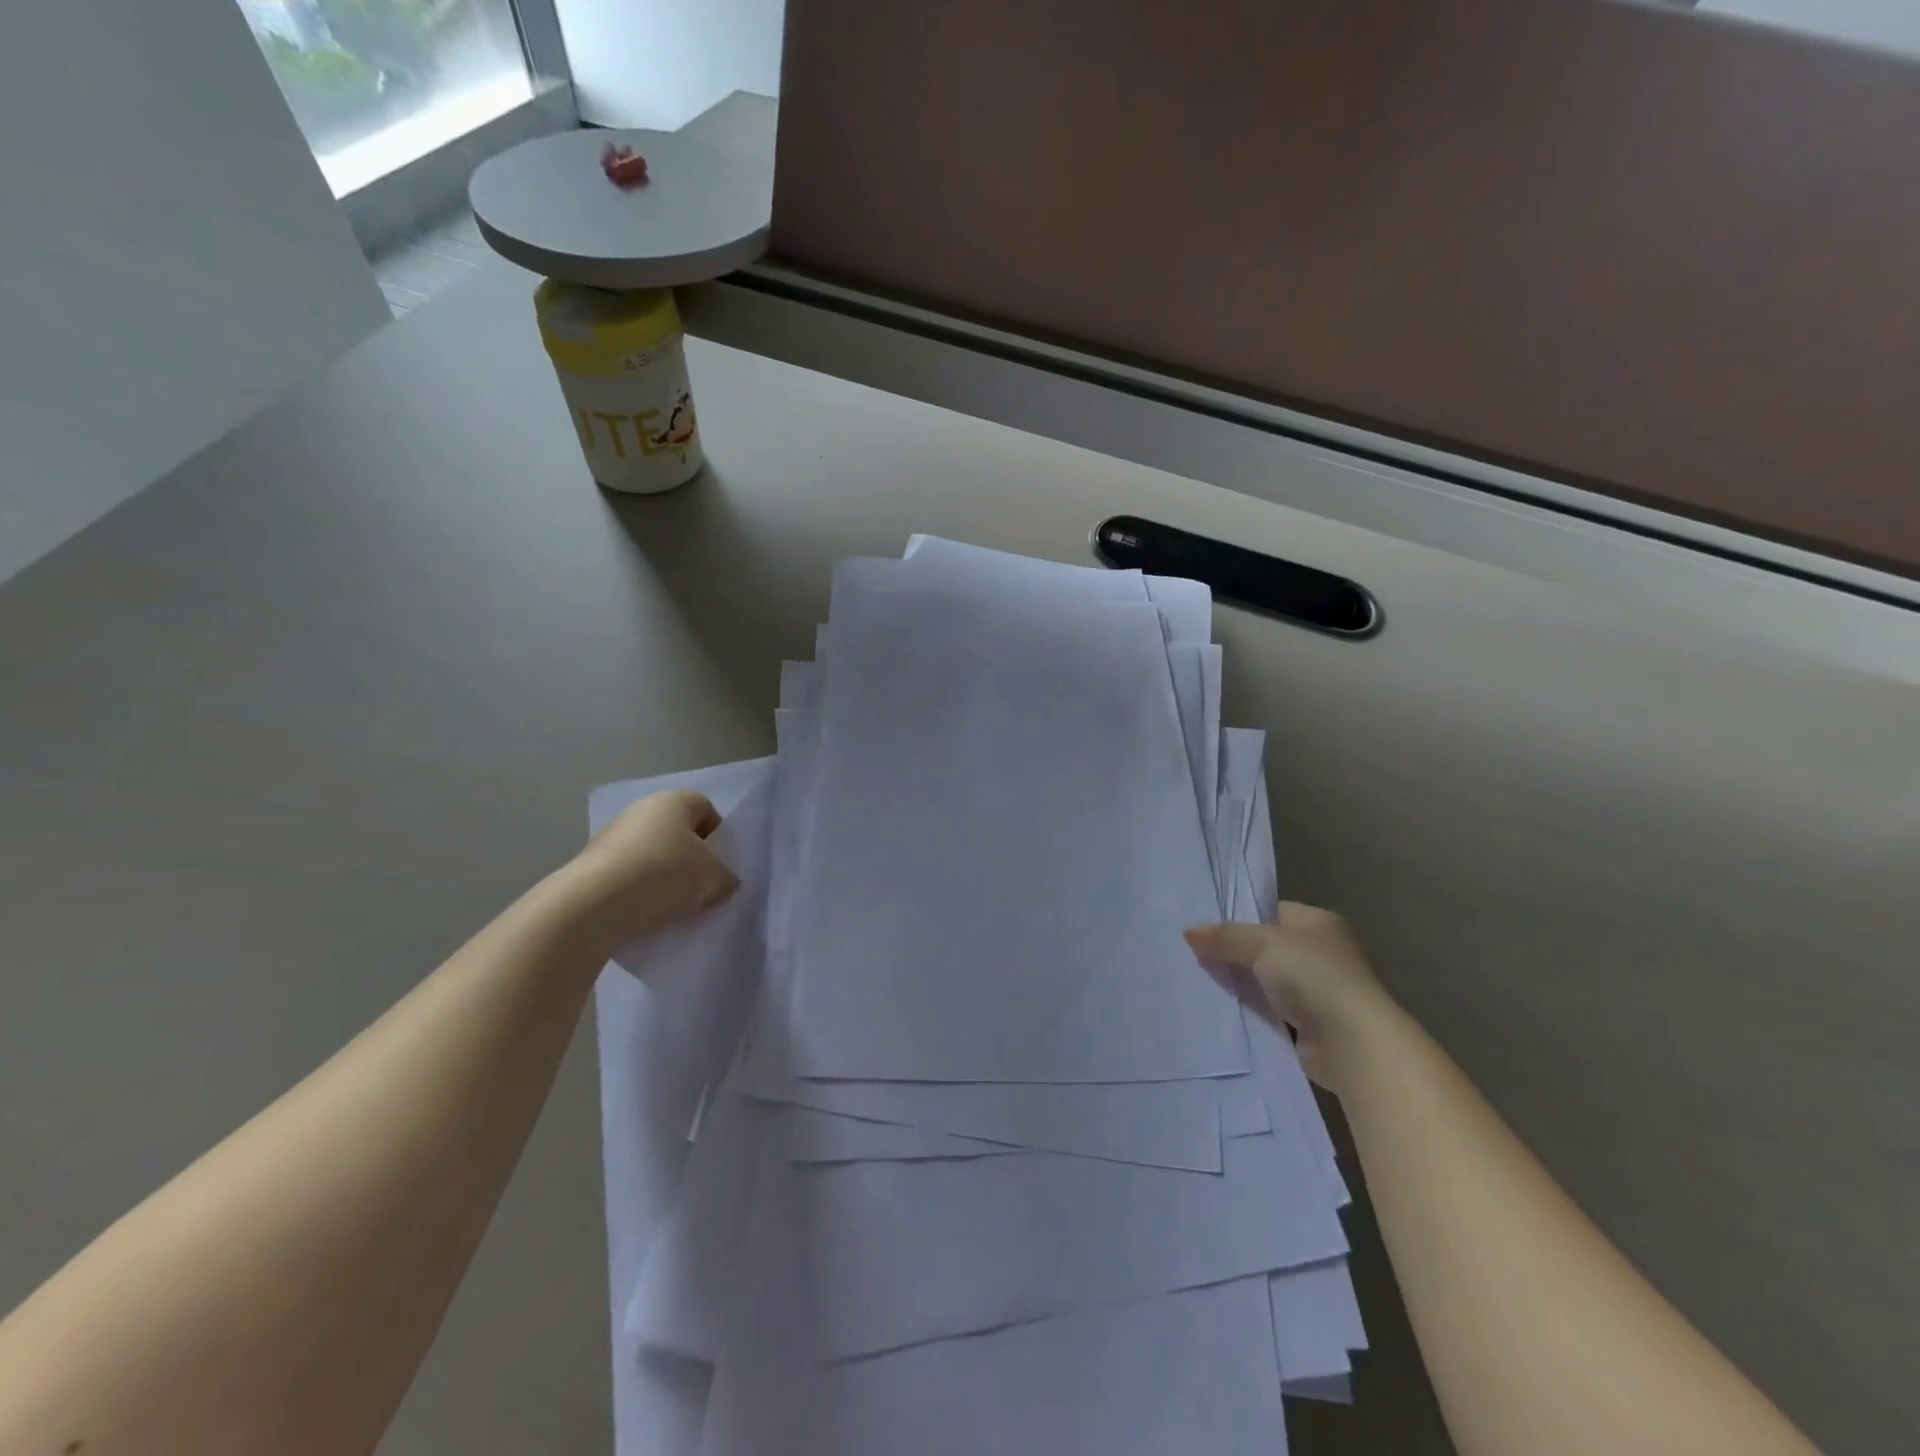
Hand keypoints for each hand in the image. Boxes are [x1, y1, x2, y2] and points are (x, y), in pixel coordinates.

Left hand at [565, 790, 740, 949]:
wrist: (596, 903)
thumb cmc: (666, 873)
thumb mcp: (714, 877)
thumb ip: (726, 877)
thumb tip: (723, 882)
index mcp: (673, 800)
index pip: (705, 808)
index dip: (718, 836)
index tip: (721, 864)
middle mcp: (640, 810)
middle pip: (676, 833)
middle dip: (690, 858)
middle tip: (701, 887)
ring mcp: (611, 837)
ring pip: (651, 855)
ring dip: (663, 877)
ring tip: (673, 906)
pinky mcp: (590, 866)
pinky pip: (628, 876)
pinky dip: (639, 892)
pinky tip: (646, 913)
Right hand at [1184, 904, 1396, 1093]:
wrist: (1353, 1043)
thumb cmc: (1314, 976)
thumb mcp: (1263, 945)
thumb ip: (1226, 937)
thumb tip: (1189, 931)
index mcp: (1319, 923)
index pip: (1273, 911)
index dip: (1241, 917)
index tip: (1206, 927)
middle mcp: (1324, 952)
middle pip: (1268, 947)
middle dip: (1236, 952)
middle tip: (1194, 953)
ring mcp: (1320, 990)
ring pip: (1268, 980)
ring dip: (1243, 984)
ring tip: (1199, 979)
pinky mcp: (1312, 1025)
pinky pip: (1272, 1011)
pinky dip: (1253, 1010)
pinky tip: (1223, 1009)